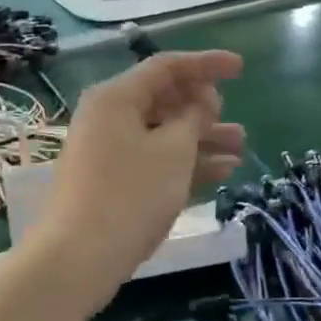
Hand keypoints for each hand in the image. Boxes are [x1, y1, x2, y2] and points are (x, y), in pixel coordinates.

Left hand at [29, 50, 244, 301]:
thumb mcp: (173, 151)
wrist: (80, 256)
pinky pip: (153, 160)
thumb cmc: (131, 194)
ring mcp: (107, 151)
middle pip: (163, 100)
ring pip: (161, 133)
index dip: (206, 63)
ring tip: (240, 148)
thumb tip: (196, 106)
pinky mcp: (110, 181)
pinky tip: (221, 172)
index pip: (166, 67)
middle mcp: (107, 117)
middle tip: (231, 122)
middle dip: (204, 108)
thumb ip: (192, 119)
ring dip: (201, 139)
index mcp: (115, 97)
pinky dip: (184, 162)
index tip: (241, 68)